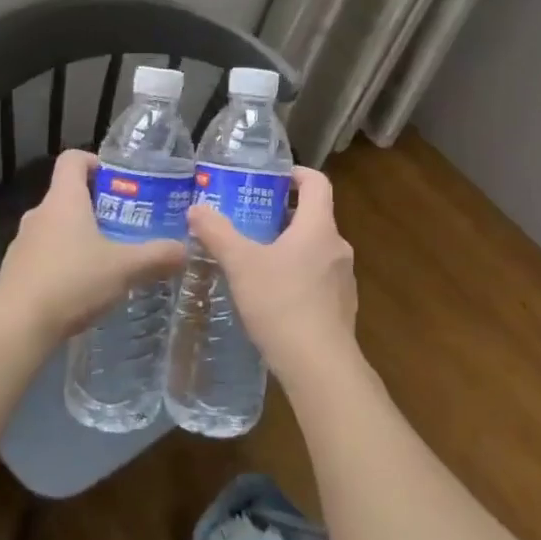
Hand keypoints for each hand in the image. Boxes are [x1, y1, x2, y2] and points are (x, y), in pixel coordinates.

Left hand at [0, 150, 187, 342]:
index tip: (120, 180)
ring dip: (81, 236)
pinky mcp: (16, 271)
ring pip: (57, 227)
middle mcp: (40, 213)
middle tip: (128, 224)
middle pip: (68, 194)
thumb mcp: (124, 268)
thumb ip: (157, 256)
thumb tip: (185, 250)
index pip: (73, 159)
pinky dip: (65, 262)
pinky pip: (46, 255)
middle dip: (98, 206)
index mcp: (64, 199)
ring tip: (110, 259)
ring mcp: (23, 243)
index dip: (96, 161)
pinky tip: (84, 288)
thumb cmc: (72, 282)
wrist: (16, 326)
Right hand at [187, 166, 358, 388]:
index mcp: (319, 227)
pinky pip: (319, 279)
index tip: (273, 177)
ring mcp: (344, 279)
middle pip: (315, 217)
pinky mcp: (343, 308)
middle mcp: (338, 247)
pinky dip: (298, 276)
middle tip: (251, 220)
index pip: (317, 183)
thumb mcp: (241, 264)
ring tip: (257, 259)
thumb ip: (217, 233)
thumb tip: (196, 209)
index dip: (297, 173)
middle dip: (284, 214)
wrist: (319, 366)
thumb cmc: (281, 302)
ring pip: (316, 250)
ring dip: (291, 247)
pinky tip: (273, 297)